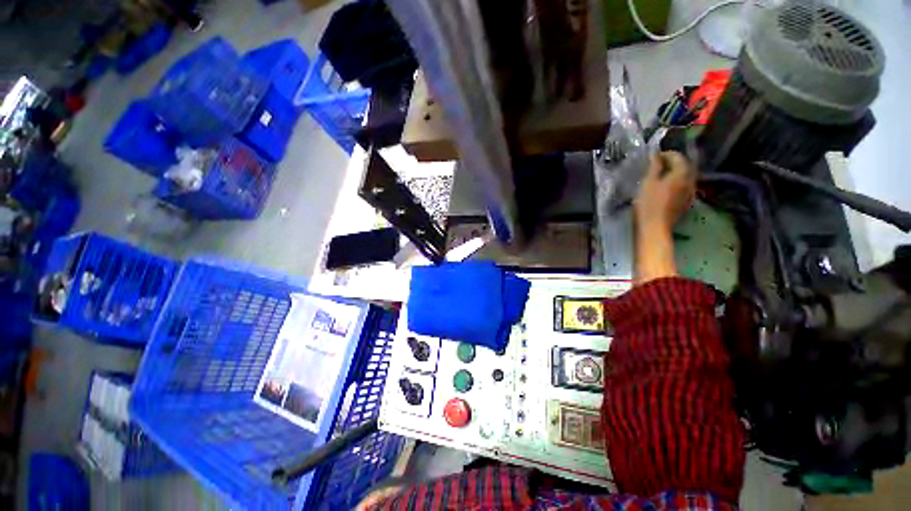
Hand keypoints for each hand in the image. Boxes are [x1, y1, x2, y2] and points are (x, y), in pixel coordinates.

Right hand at [634, 151, 696, 232]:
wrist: (655, 227)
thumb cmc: (648, 204)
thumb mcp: (648, 183)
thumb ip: (654, 167)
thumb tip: (656, 155)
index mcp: (681, 174)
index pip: (678, 157)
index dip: (666, 154)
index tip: (654, 156)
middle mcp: (690, 181)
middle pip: (685, 167)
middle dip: (673, 163)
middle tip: (658, 164)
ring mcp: (690, 193)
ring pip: (685, 177)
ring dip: (675, 174)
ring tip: (661, 176)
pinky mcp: (686, 203)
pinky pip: (683, 187)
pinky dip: (676, 183)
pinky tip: (666, 188)